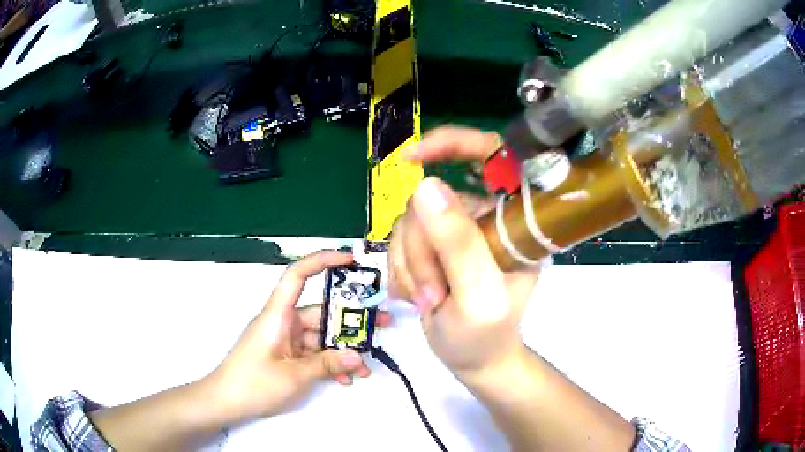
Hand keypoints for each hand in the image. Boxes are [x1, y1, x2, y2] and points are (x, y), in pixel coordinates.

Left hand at [207, 250, 391, 422]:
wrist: (225, 402)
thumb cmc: (253, 383)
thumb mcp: (294, 376)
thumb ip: (327, 364)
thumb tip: (358, 356)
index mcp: (278, 315)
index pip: (298, 275)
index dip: (322, 261)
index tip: (350, 260)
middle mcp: (283, 322)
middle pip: (320, 312)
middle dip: (350, 321)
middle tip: (382, 326)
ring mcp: (285, 340)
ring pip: (320, 337)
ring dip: (342, 351)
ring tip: (367, 366)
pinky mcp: (285, 355)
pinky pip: (312, 353)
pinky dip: (328, 363)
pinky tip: (346, 378)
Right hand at [389, 126, 539, 377]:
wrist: (473, 360)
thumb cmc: (486, 336)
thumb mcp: (478, 297)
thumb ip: (458, 245)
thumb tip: (425, 187)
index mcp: (514, 221)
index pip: (493, 156)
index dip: (454, 144)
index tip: (413, 158)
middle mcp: (486, 217)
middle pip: (433, 200)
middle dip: (421, 250)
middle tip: (434, 294)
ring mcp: (458, 231)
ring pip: (410, 222)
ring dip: (411, 265)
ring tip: (428, 300)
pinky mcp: (435, 245)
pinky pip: (400, 240)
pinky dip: (401, 270)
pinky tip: (417, 295)